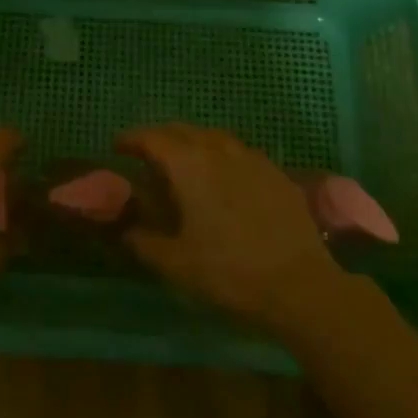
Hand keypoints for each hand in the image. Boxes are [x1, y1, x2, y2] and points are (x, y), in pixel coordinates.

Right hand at [118, 124, 339, 330]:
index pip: (152, 138)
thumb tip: (126, 230)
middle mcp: (219, 150)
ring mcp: (251, 158)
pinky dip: (221, 157)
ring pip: (212, 137)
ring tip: (184, 165)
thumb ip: (144, 242)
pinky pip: (239, 153)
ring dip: (192, 144)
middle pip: (182, 131)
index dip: (131, 139)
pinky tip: (224, 180)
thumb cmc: (229, 273)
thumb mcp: (176, 264)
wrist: (300, 286)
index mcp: (189, 164)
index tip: (117, 147)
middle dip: (160, 138)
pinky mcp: (276, 173)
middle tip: (146, 156)